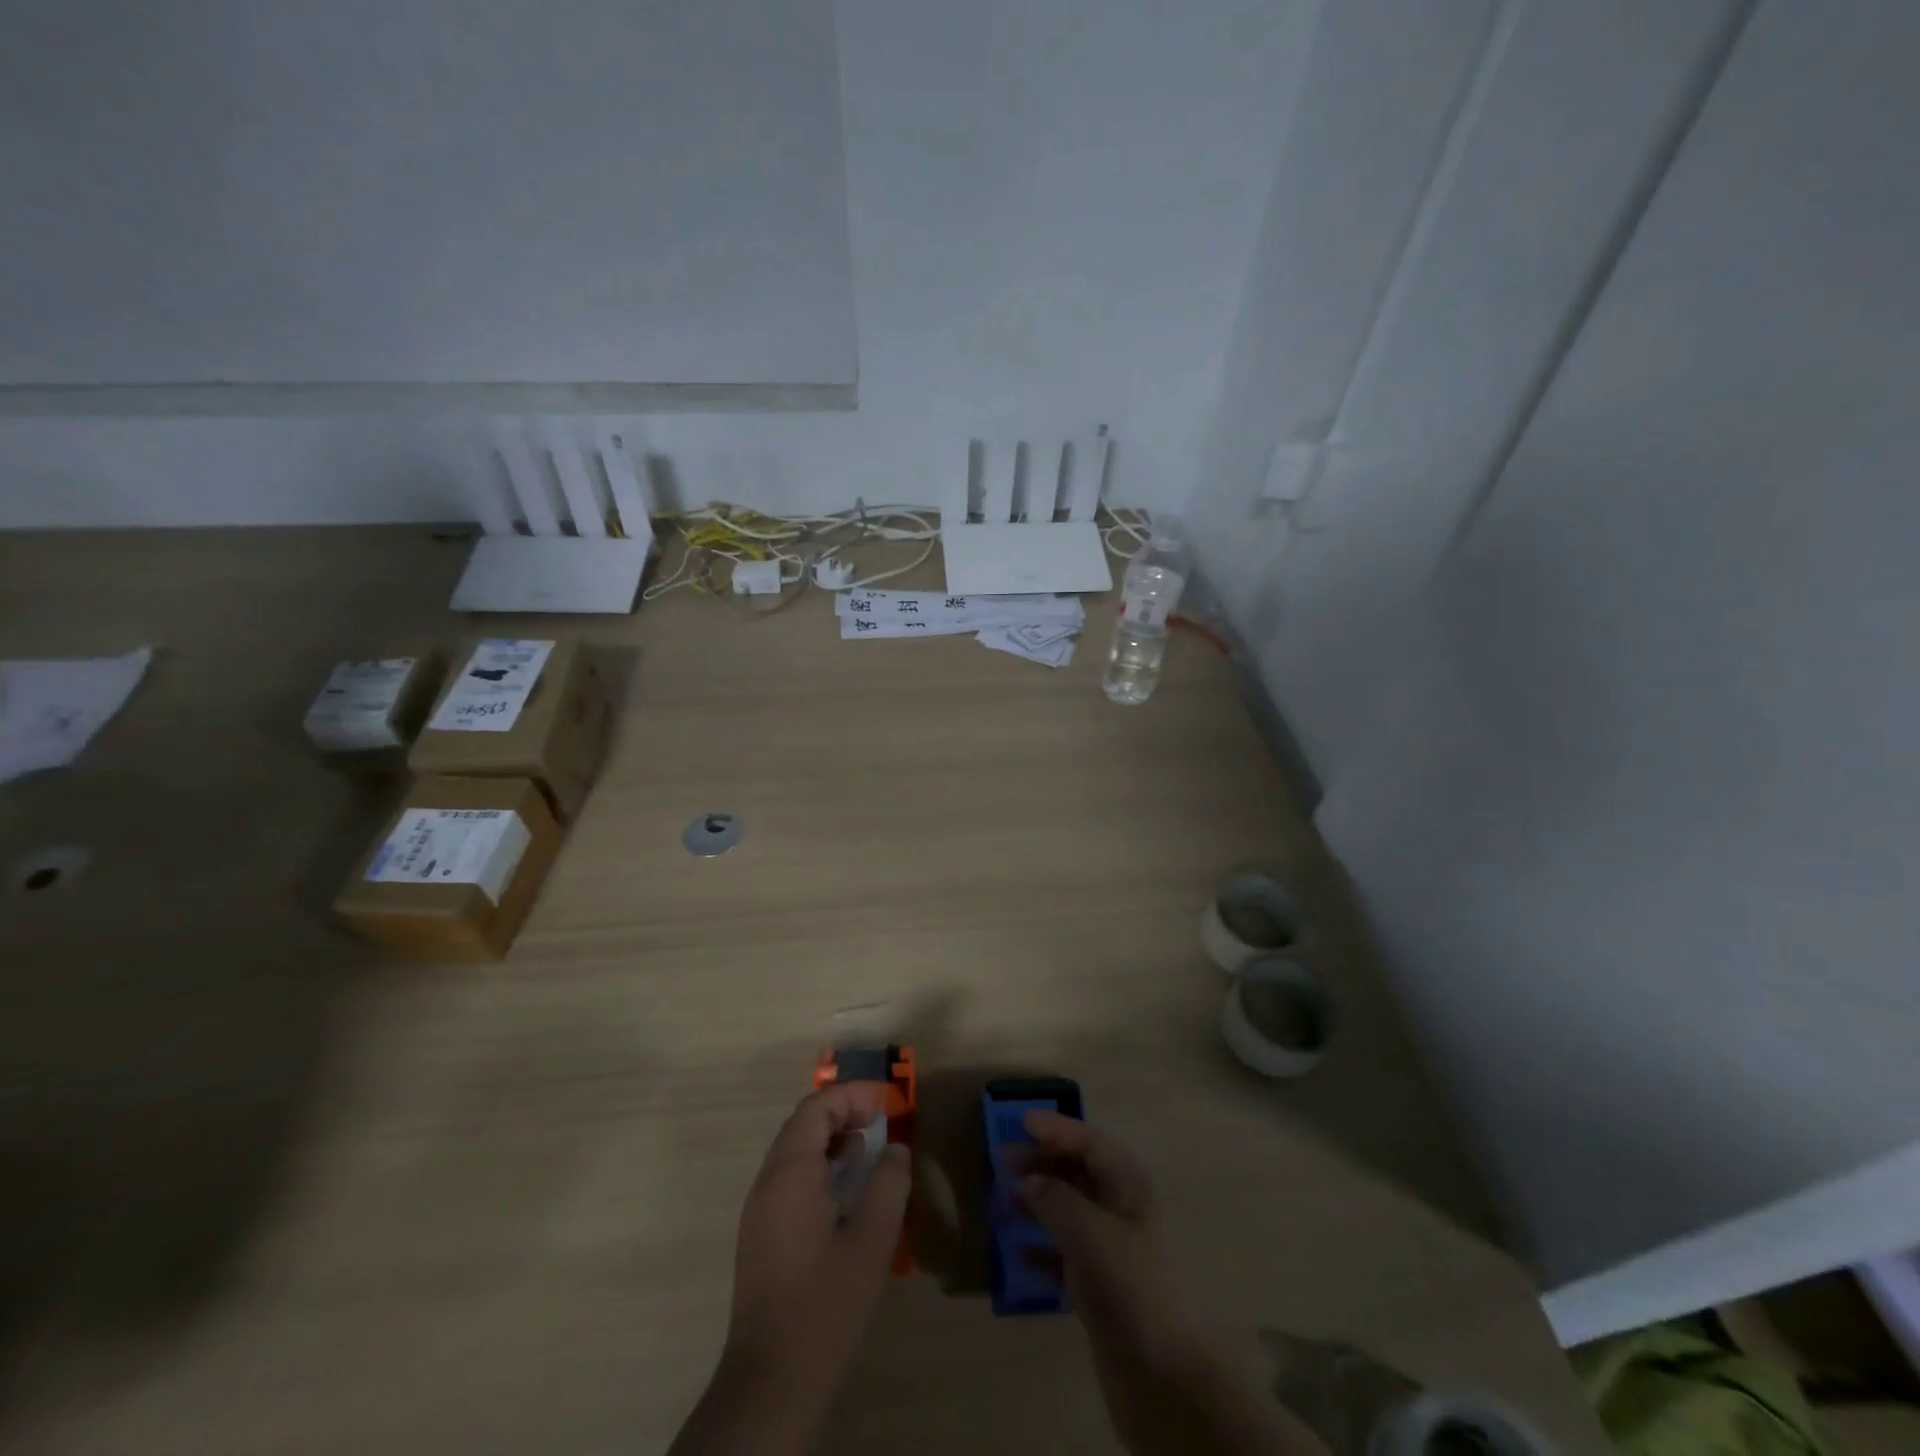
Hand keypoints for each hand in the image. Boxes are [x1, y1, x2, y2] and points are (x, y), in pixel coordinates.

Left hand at [672, 1083, 909, 1455]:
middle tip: (880, 1119)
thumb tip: (895, 1149)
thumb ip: (888, 1184)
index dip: (852, 1095)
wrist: (771, 1380)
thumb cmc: (826, 1304)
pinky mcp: (760, 1233)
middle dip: (842, 1111)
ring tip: (868, 1149)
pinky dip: (818, 1164)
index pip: (817, 1108)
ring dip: (830, 1138)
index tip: (887, 1102)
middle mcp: (768, 1181)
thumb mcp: (872, 1241)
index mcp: (790, 1173)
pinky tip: (844, 1188)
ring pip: (794, 1150)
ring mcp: (759, 1208)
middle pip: (802, 1124)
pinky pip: (788, 1176)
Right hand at [1022, 1112, 1327, 1455]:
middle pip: (1078, 1170)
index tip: (1020, 1123)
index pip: (1089, 1142)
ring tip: (1003, 1201)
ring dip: (1037, 1200)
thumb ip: (1056, 1199)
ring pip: (1068, 1208)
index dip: (1056, 1129)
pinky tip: (1017, 1252)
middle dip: (1043, 1162)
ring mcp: (1110, 1246)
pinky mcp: (1099, 1282)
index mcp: (1128, 1185)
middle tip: (1003, 1162)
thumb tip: (1028, 1180)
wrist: (1164, 1378)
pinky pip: (1064, 1249)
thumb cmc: (1132, 1288)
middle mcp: (1120, 1207)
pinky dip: (1041, 1246)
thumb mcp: (1091, 1234)